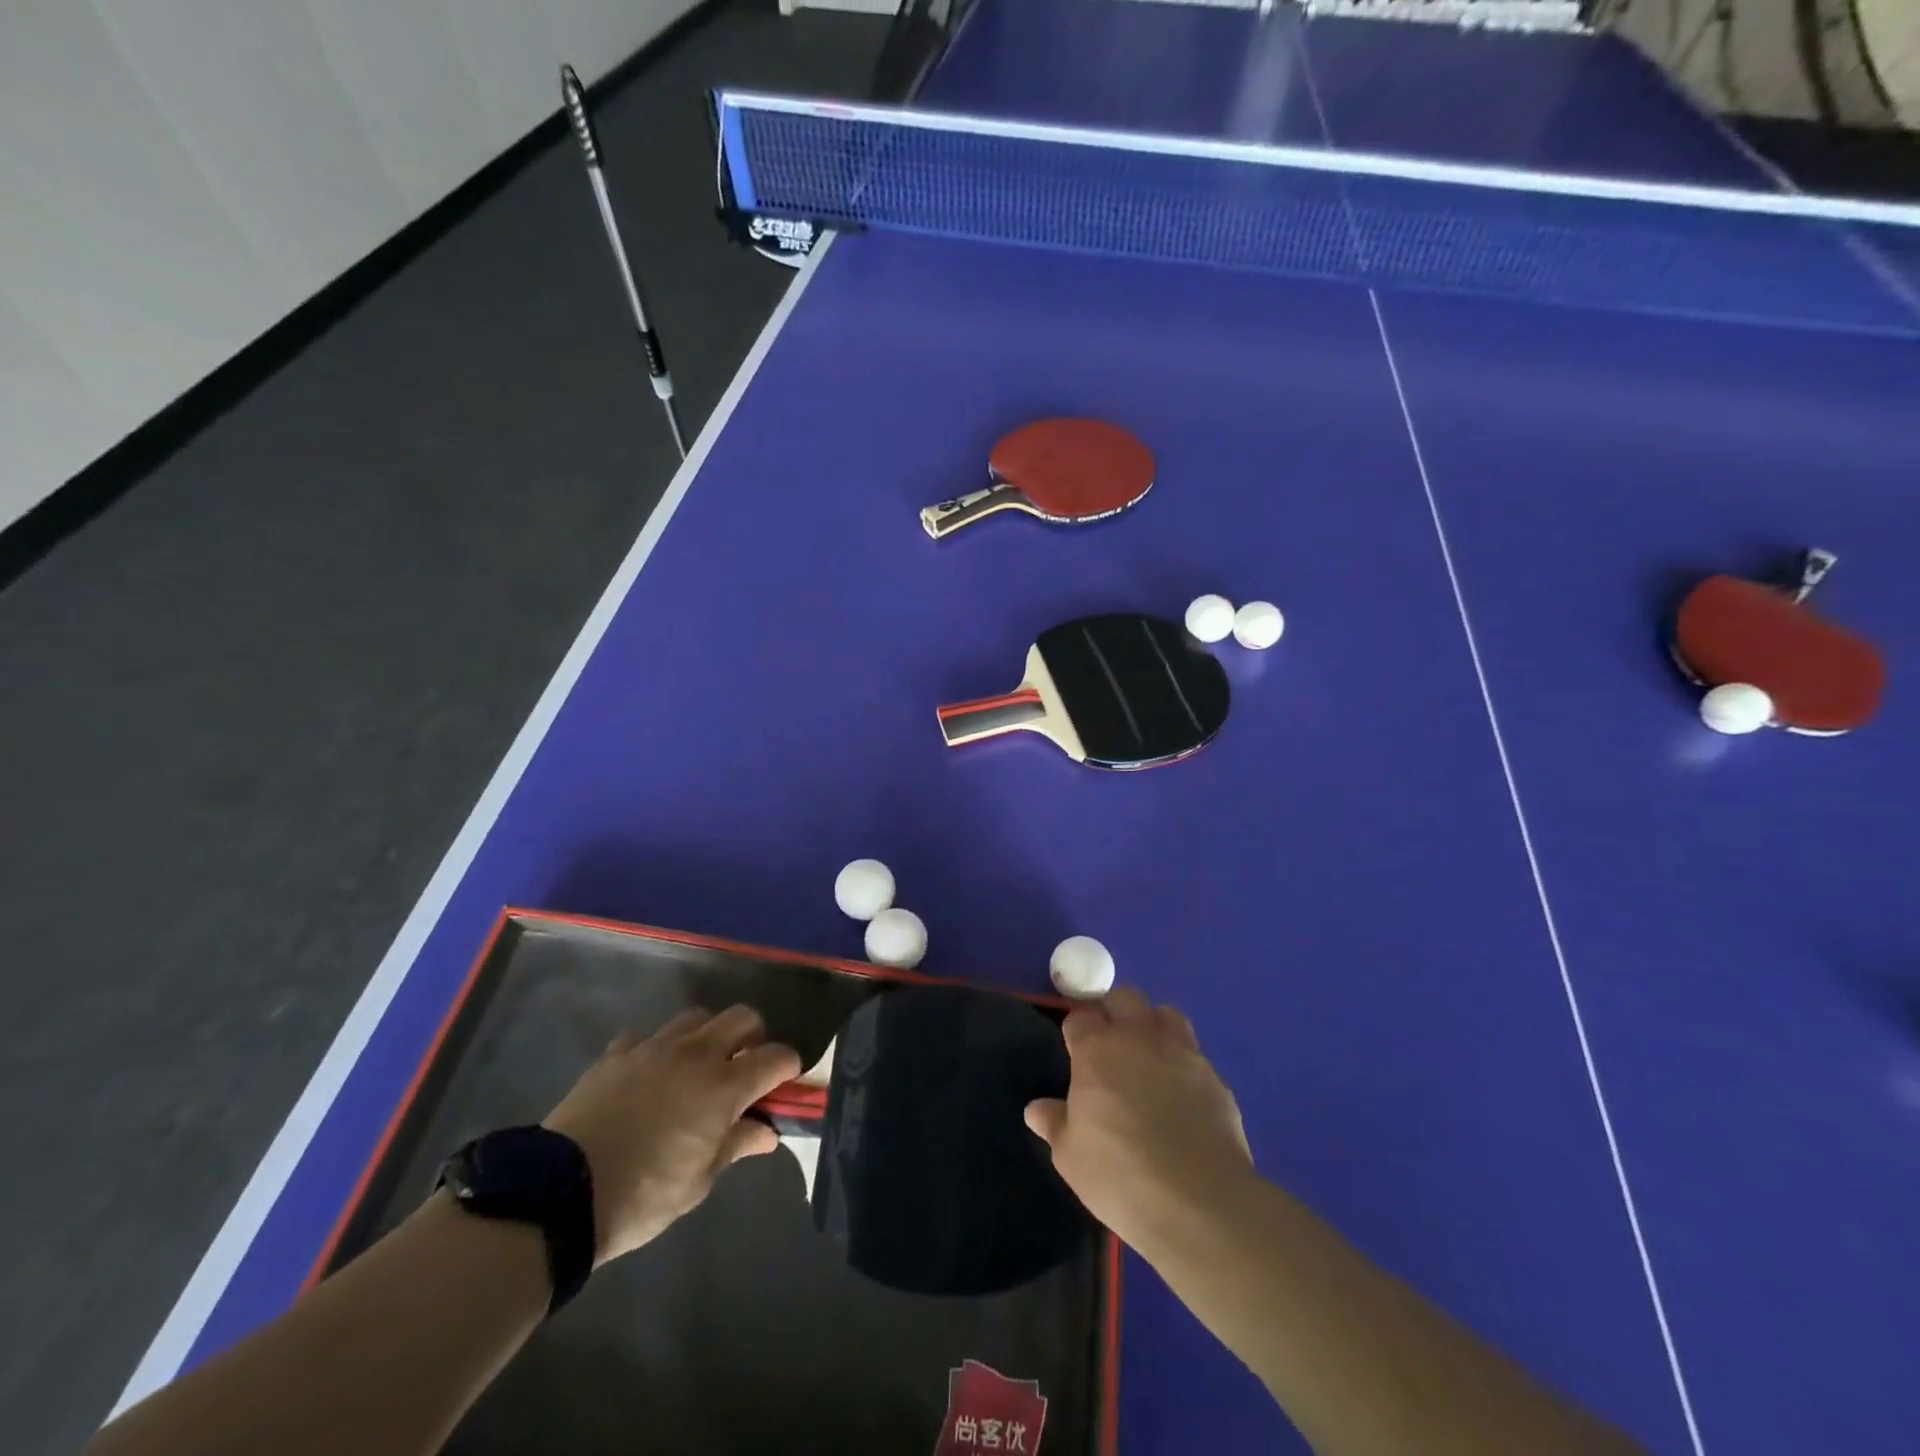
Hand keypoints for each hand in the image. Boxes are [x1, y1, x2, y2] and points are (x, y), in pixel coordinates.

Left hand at [542, 1005, 799, 1264]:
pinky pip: (645, 1037)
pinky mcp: (617, 1053)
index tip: (782, 1088)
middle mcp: (696, 1053)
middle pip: (743, 1017)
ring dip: (707, 1037)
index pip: (777, 1056)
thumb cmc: (644, 1195)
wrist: (561, 1195)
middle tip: (743, 1072)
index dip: (788, 1069)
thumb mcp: (699, 1181)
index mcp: (725, 1085)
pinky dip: (656, 1051)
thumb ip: (737, 1145)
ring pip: (697, 1018)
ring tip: (696, 1070)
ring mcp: (654, 1047)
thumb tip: (767, 1131)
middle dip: (753, 1039)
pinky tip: (647, 1078)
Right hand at [1024, 987, 1253, 1253]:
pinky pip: (1194, 1055)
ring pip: (1166, 1014)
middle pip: (1124, 997)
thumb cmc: (1120, 1176)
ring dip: (1153, 1026)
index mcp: (1097, 1051)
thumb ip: (1055, 1124)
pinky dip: (1183, 1064)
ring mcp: (1181, 1053)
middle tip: (1110, 1045)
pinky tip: (1181, 1095)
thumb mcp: (1071, 1157)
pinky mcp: (1215, 1078)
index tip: (1074, 1052)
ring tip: (1149, 1057)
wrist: (1200, 1203)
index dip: (1076, 1031)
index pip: (1079, 1017)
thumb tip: (1036, 1109)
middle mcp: (1139, 1038)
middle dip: (1114, 1012)